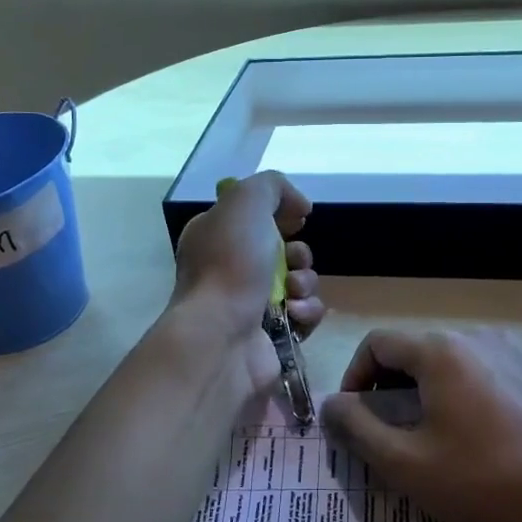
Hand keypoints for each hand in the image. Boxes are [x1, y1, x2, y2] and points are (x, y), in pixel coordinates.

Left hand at [170, 171, 325, 393]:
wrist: (222, 336)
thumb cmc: (230, 264)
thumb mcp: (246, 201)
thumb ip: (272, 186)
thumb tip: (298, 206)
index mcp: (215, 236)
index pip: (254, 217)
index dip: (281, 214)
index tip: (297, 219)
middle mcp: (229, 269)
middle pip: (283, 251)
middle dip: (299, 253)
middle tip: (293, 261)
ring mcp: (249, 305)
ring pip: (298, 283)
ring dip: (306, 282)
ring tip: (292, 292)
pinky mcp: (271, 336)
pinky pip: (304, 315)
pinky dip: (306, 311)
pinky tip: (294, 314)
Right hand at [320, 328, 521, 521]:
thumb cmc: (483, 483)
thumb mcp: (404, 463)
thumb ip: (357, 428)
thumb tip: (331, 405)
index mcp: (441, 350)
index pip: (378, 343)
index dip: (355, 377)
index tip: (354, 418)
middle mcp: (475, 337)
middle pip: (413, 349)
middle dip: (389, 386)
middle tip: (386, 432)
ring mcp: (510, 352)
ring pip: (446, 360)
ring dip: (422, 389)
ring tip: (425, 435)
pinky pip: (478, 370)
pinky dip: (457, 391)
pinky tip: (468, 433)